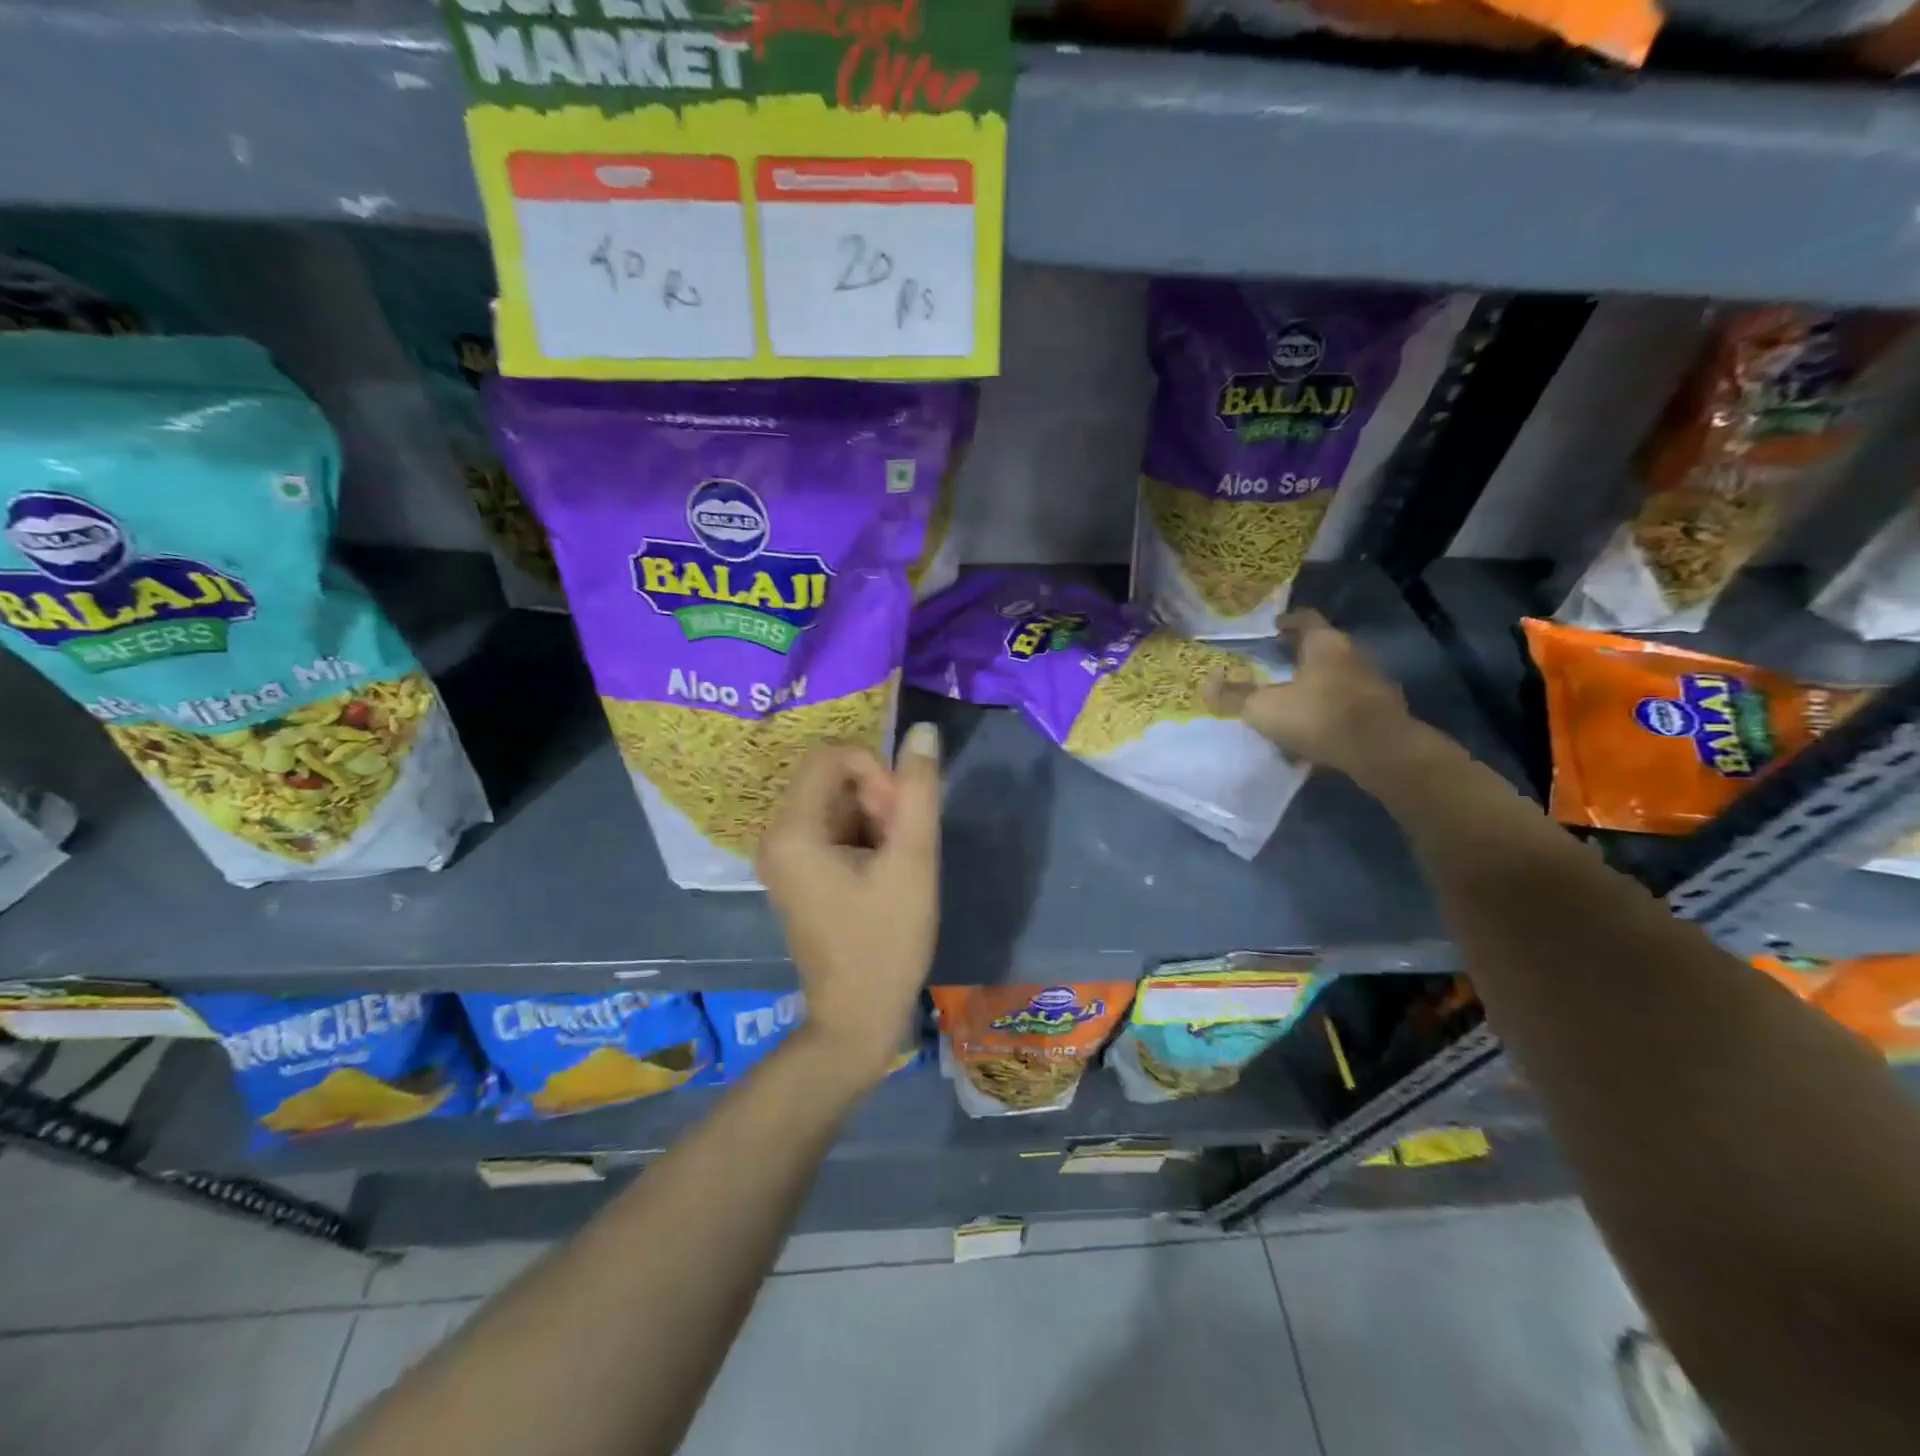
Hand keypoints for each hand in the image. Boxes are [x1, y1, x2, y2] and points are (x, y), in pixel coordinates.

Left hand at [757, 723, 941, 1088]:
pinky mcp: (798, 872)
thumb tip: (922, 730)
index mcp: (792, 830)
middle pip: (832, 779)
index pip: (832, 755)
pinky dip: (863, 837)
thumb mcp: (913, 862)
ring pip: (837, 803)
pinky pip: (832, 829)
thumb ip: (918, 791)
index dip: (876, 771)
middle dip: (877, 798)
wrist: (858, 1017)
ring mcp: (784, 856)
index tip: (900, 816)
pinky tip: (882, 875)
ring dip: (875, 819)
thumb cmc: (887, 941)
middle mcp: (776, 835)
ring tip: (895, 867)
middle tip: (902, 846)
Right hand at [1206, 609, 1430, 782]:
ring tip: (1289, 702)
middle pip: (1322, 649)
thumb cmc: (1319, 716)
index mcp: (1325, 644)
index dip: (1287, 621)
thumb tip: (1205, 684)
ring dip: (1314, 687)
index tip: (1272, 626)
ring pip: (1335, 679)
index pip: (1305, 619)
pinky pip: (1346, 707)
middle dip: (1298, 657)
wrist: (1381, 753)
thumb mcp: (1264, 708)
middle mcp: (1353, 656)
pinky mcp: (1381, 714)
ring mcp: (1371, 685)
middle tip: (1273, 664)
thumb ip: (1235, 696)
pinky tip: (1312, 733)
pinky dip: (1328, 714)